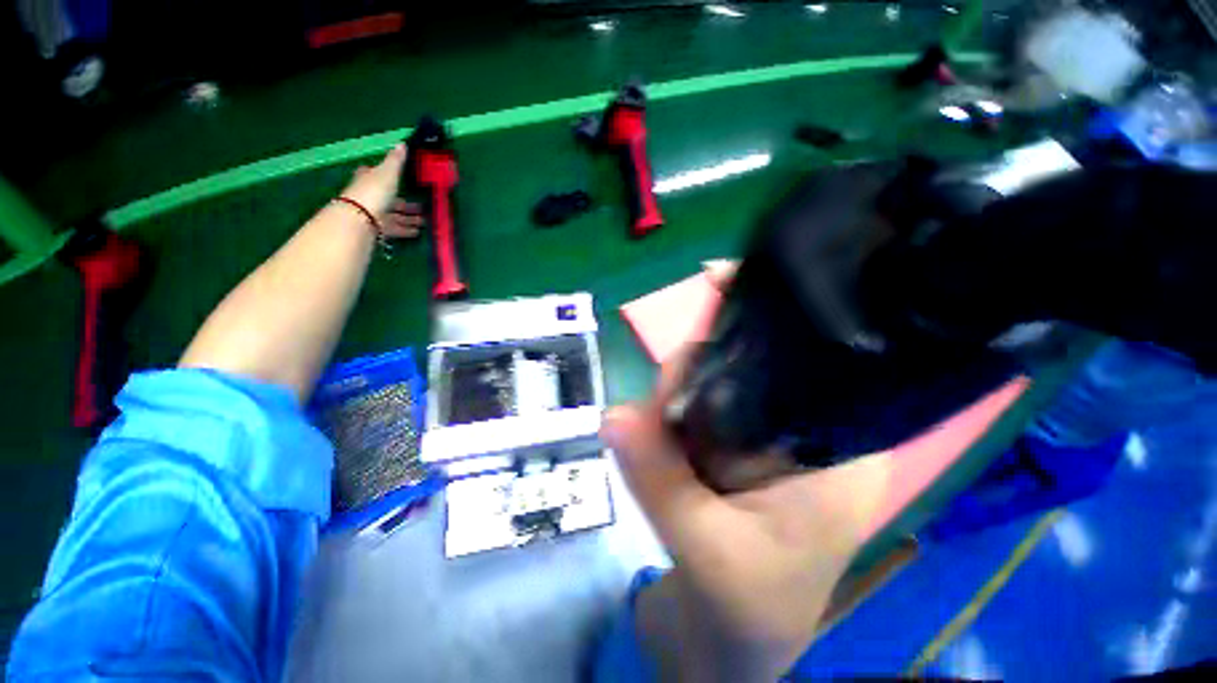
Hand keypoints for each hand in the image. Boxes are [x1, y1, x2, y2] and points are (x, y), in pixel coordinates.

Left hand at [341, 144, 422, 238]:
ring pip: (394, 215)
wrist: (361, 218)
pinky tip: (417, 232)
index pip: (375, 174)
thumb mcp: (388, 172)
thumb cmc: (374, 191)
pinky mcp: (378, 228)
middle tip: (422, 207)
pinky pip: (394, 228)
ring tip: (424, 222)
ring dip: (409, 219)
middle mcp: (370, 195)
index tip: (397, 178)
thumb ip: (396, 161)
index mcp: (369, 178)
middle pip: (390, 199)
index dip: (385, 175)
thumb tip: (402, 143)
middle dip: (405, 204)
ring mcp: (373, 213)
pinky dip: (405, 230)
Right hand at [601, 352, 891, 681]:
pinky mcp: (745, 452)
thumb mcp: (704, 548)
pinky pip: (706, 416)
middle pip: (744, 378)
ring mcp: (775, 442)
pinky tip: (663, 445)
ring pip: (718, 394)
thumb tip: (612, 415)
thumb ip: (658, 477)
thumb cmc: (744, 612)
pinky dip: (677, 424)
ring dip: (677, 410)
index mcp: (840, 455)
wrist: (732, 646)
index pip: (785, 375)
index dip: (720, 367)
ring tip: (651, 437)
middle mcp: (813, 436)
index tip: (666, 392)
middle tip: (648, 419)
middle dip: (689, 392)